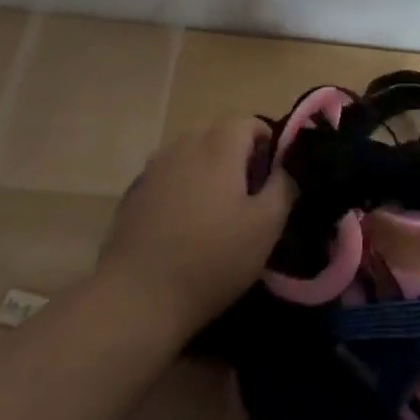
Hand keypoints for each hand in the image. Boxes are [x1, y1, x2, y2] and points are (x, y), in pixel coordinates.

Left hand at [97, 117, 294, 333]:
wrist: (138, 297)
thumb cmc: (212, 258)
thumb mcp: (265, 227)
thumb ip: (283, 188)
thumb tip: (284, 169)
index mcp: (219, 146)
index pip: (249, 122)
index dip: (266, 142)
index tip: (272, 175)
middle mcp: (185, 145)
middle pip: (218, 135)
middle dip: (236, 155)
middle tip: (247, 195)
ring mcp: (155, 168)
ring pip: (191, 155)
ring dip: (207, 171)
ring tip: (215, 211)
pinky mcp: (135, 193)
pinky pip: (169, 177)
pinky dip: (182, 189)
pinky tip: (183, 225)